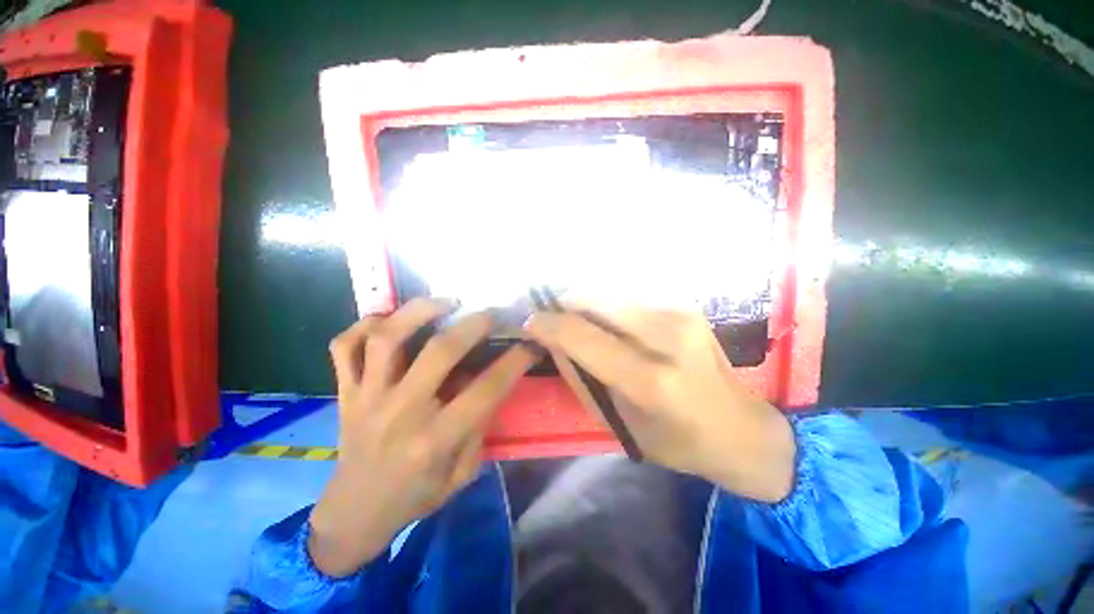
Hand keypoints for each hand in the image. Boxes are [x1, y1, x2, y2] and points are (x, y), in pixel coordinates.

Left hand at [309, 300, 536, 575]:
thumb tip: (487, 380)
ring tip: (444, 302)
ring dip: (418, 311)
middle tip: (492, 312)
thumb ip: (479, 424)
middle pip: (440, 351)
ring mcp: (368, 397)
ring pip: (387, 338)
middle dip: (474, 324)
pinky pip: (344, 346)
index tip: (531, 343)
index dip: (515, 361)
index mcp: (436, 438)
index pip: (486, 388)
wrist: (354, 513)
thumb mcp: (463, 472)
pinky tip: (389, 320)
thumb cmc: (416, 495)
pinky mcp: (345, 392)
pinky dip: (364, 324)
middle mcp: (401, 410)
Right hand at [526, 309, 795, 502]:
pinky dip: (607, 303)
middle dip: (564, 304)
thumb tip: (553, 342)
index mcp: (650, 380)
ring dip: (584, 301)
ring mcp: (680, 313)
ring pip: (611, 292)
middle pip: (596, 300)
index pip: (583, 336)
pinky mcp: (686, 305)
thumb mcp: (617, 424)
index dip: (548, 324)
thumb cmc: (676, 441)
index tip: (529, 322)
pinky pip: (629, 296)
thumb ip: (579, 379)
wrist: (740, 428)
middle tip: (549, 316)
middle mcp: (668, 336)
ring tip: (573, 317)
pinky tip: (604, 319)